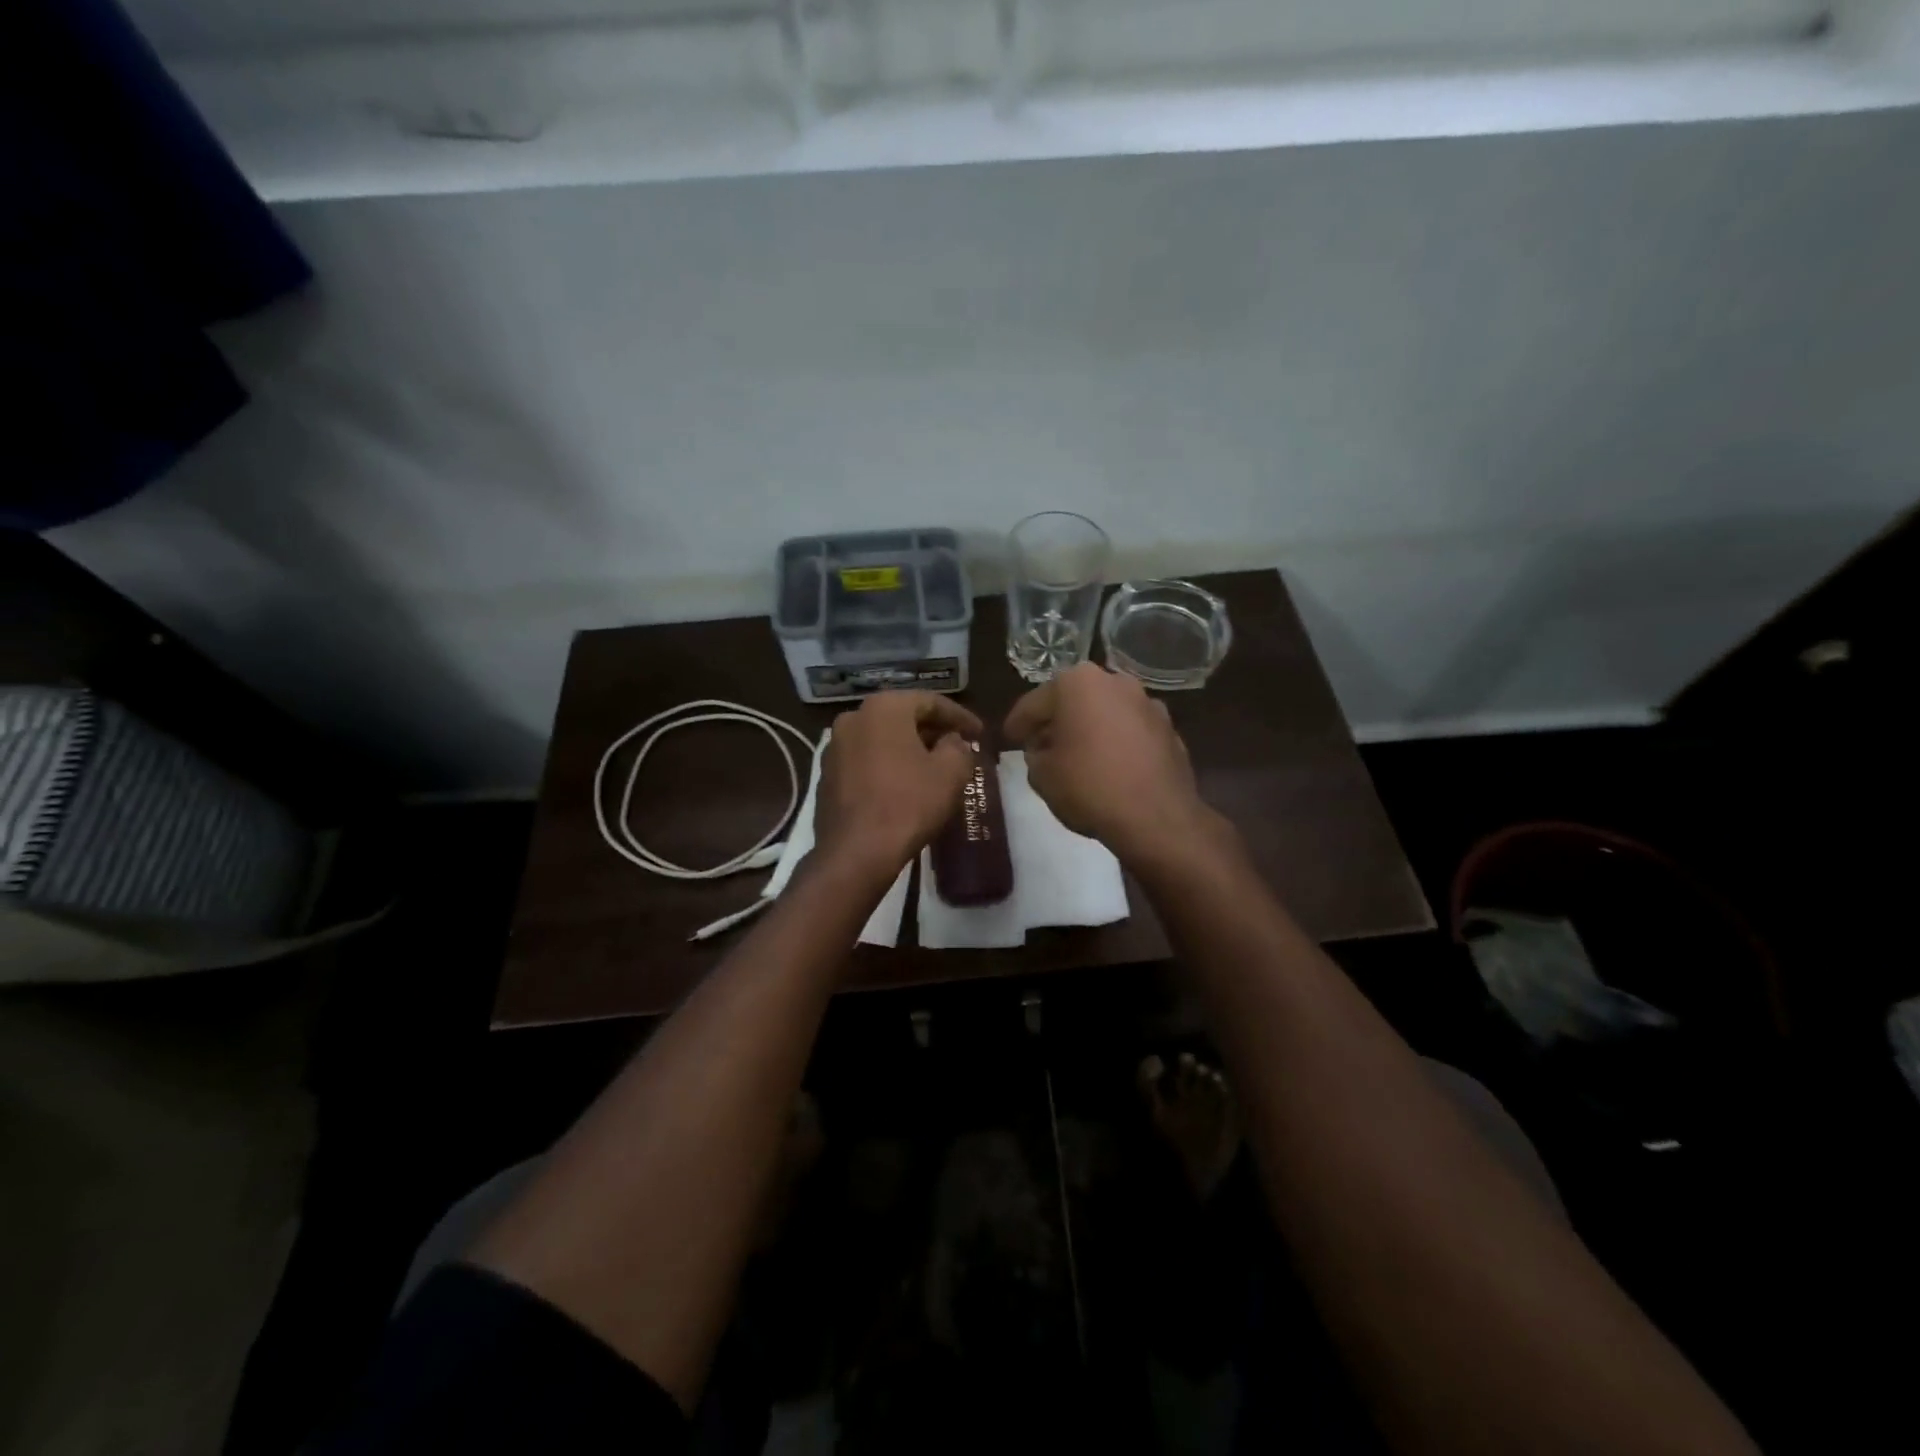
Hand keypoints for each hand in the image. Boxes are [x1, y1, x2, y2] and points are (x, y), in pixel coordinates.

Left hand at [815, 691, 982, 880]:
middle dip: (932, 731)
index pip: (930, 702)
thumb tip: (951, 741)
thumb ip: (958, 747)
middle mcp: (853, 718)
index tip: (980, 733)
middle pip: (903, 717)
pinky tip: (905, 784)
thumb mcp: (951, 773)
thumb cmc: (908, 804)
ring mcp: (835, 747)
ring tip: (934, 765)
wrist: (856, 852)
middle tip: (959, 746)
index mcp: (884, 708)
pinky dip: (888, 765)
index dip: (960, 716)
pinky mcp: (827, 775)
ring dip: (909, 748)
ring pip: (882, 738)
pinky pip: (866, 760)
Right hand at [1002, 663, 1213, 860]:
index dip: (1017, 725)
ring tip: (1077, 758)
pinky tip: (1109, 768)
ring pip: (1105, 713)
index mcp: (1077, 683)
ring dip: (1089, 730)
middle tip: (1041, 747)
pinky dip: (1116, 744)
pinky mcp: (1169, 730)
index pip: (1034, 703)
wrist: (1156, 818)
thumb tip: (1044, 749)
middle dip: (1057, 722)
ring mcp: (1148, 703)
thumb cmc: (1089, 786)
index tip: (1008, 740)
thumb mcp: (1041, 775)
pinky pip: (1130, 732)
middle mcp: (1115, 681)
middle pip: (1073, 701)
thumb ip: (1034, 754)